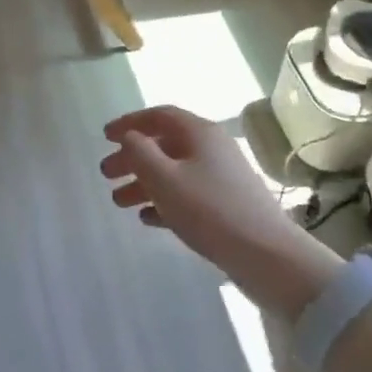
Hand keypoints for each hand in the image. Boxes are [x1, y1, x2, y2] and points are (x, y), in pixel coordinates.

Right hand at [100, 105, 339, 315]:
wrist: (267, 255)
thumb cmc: (209, 210)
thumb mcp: (164, 178)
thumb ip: (139, 152)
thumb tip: (129, 137)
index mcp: (199, 133)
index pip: (159, 116)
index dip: (130, 122)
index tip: (105, 136)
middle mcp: (212, 149)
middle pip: (164, 145)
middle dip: (133, 158)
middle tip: (106, 175)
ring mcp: (221, 178)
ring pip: (174, 172)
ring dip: (144, 183)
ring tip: (119, 203)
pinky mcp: (226, 205)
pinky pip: (187, 195)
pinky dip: (164, 202)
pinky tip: (147, 219)